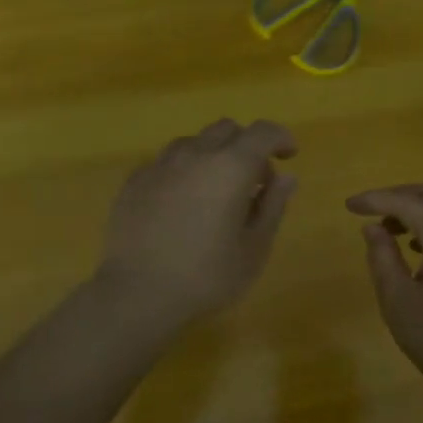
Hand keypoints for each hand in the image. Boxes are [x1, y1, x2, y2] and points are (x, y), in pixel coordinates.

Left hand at [98, 119, 297, 324]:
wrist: (137, 293)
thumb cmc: (206, 277)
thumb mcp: (253, 249)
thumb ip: (272, 207)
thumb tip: (286, 178)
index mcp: (230, 167)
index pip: (263, 132)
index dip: (281, 138)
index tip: (288, 156)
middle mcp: (194, 154)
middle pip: (226, 129)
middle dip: (246, 146)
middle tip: (253, 182)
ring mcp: (159, 165)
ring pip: (193, 142)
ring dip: (212, 155)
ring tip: (214, 192)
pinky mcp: (134, 181)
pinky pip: (166, 162)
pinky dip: (183, 171)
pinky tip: (180, 204)